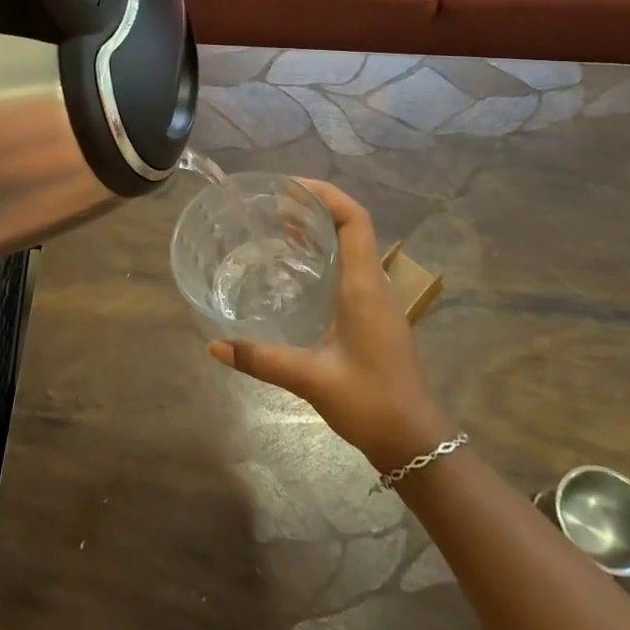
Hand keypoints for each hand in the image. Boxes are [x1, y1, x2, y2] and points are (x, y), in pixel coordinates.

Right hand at [209, 180, 451, 469]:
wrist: (415, 442)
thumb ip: (262, 359)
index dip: (326, 195)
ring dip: (322, 231)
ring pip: (353, 248)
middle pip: (353, 227)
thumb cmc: (370, 402)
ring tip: (282, 227)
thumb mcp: (311, 378)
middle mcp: (374, 285)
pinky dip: (327, 256)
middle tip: (275, 205)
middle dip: (317, 208)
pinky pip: (352, 269)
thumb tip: (214, 346)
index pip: (354, 220)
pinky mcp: (375, 317)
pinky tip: (299, 272)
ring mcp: (378, 301)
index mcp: (363, 286)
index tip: (290, 187)